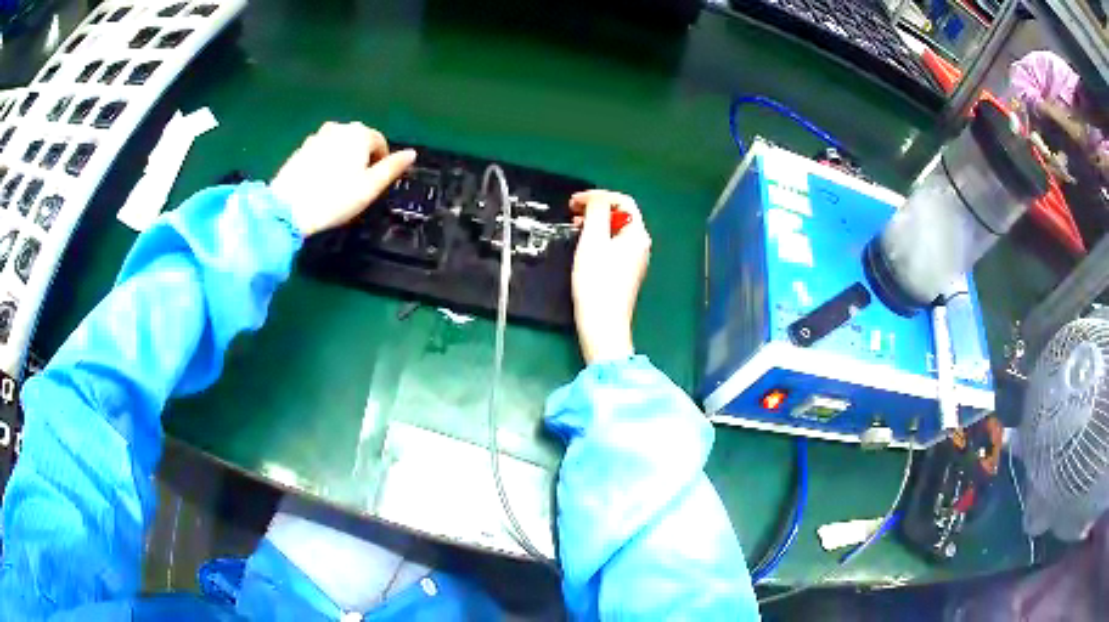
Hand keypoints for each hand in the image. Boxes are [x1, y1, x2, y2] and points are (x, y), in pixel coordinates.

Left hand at [271, 122, 415, 235]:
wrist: (288, 208)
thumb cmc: (335, 198)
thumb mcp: (371, 187)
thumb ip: (392, 167)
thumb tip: (411, 154)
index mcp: (360, 133)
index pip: (379, 142)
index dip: (381, 162)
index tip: (374, 183)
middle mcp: (339, 127)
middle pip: (358, 141)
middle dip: (361, 158)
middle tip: (355, 185)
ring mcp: (316, 136)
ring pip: (338, 145)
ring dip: (342, 159)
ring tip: (336, 184)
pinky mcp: (300, 149)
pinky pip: (320, 152)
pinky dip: (324, 162)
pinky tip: (319, 183)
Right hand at [569, 190, 650, 364]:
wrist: (602, 323)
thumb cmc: (597, 281)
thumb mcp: (593, 239)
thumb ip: (596, 211)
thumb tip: (596, 198)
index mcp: (637, 234)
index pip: (622, 201)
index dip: (598, 196)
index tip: (574, 201)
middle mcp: (641, 245)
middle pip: (620, 215)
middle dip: (596, 209)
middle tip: (572, 212)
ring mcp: (634, 260)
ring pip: (615, 231)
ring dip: (596, 223)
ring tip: (575, 227)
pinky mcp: (625, 273)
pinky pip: (613, 246)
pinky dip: (599, 239)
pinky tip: (584, 247)